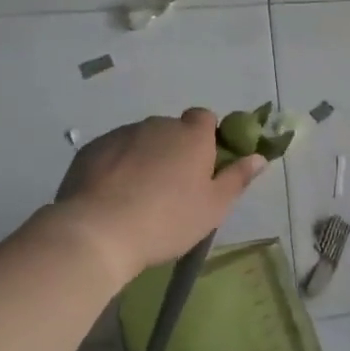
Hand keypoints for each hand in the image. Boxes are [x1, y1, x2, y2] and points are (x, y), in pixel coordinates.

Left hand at [53, 109, 267, 278]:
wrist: (97, 232)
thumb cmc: (168, 219)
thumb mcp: (214, 207)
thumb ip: (238, 178)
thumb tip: (258, 157)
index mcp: (192, 135)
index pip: (205, 118)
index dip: (207, 137)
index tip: (205, 164)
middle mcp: (158, 126)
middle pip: (172, 130)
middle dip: (175, 150)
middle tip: (174, 187)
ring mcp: (121, 134)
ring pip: (142, 140)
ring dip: (146, 157)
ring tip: (139, 195)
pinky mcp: (91, 150)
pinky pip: (114, 152)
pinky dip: (117, 166)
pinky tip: (113, 196)